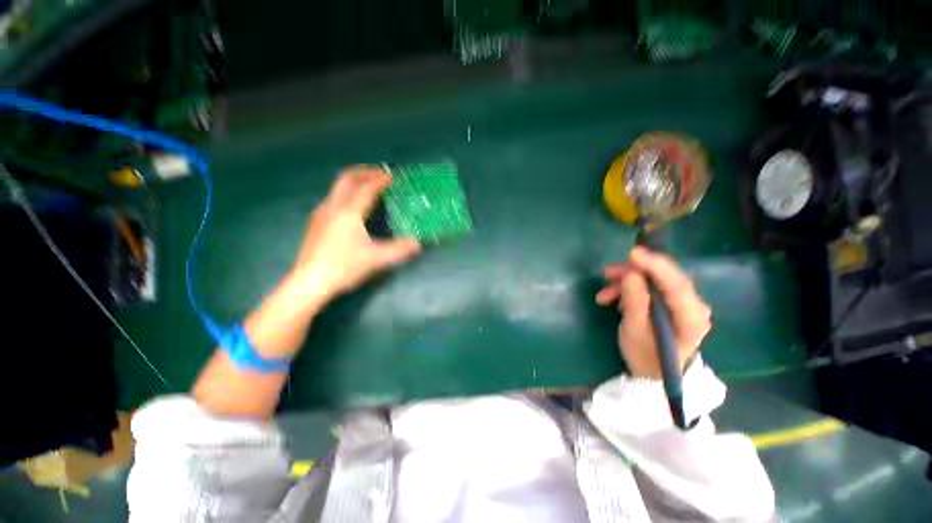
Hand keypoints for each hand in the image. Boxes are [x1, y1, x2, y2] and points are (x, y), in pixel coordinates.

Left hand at [291, 166, 420, 304]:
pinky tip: (353, 206)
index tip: (393, 176)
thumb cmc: (344, 267)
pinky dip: (347, 193)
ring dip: (354, 181)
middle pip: (347, 179)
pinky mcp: (315, 222)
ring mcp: (321, 213)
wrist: (309, 282)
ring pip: (337, 187)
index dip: (380, 180)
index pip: (366, 188)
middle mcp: (332, 206)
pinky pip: (333, 197)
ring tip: (369, 186)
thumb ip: (400, 250)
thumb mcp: (376, 259)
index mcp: (349, 212)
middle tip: (380, 173)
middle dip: (364, 172)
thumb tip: (418, 243)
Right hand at [596, 247, 711, 378]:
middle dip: (633, 273)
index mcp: (691, 318)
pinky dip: (630, 289)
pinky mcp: (672, 302)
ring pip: (654, 281)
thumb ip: (635, 302)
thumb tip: (630, 274)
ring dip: (626, 283)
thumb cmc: (645, 356)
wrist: (653, 372)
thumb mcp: (634, 331)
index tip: (633, 254)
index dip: (656, 266)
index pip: (677, 285)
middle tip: (607, 273)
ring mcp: (683, 303)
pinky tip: (614, 299)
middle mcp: (694, 306)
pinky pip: (650, 287)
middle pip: (664, 278)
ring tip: (603, 295)